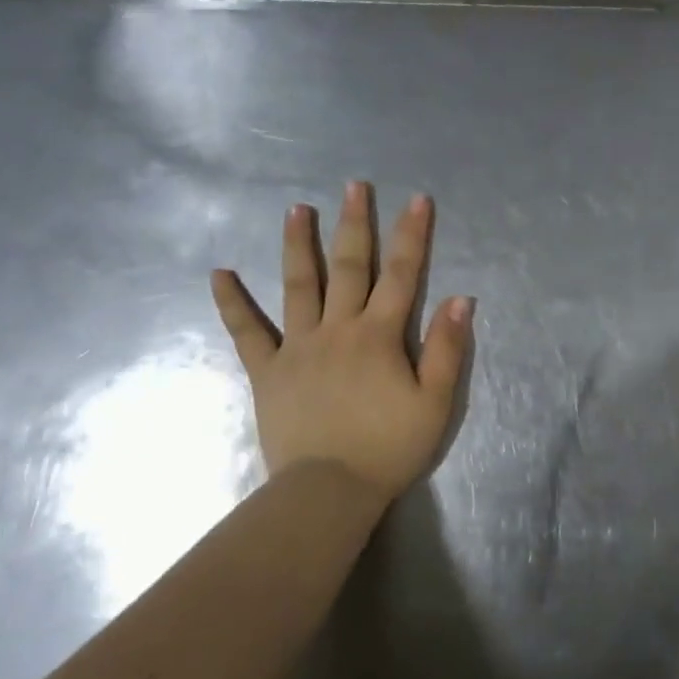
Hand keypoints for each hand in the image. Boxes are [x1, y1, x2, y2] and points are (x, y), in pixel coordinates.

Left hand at [211, 182, 472, 505]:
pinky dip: (232, 302)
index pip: (401, 274)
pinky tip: (219, 274)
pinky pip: (247, 332)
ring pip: (299, 285)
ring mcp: (298, 347)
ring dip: (299, 245)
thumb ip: (447, 349)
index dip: (412, 235)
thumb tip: (459, 298)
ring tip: (296, 209)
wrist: (327, 493)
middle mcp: (338, 329)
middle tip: (354, 186)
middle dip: (355, 223)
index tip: (417, 200)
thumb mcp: (435, 403)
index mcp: (379, 335)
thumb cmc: (388, 448)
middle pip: (350, 267)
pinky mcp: (268, 371)